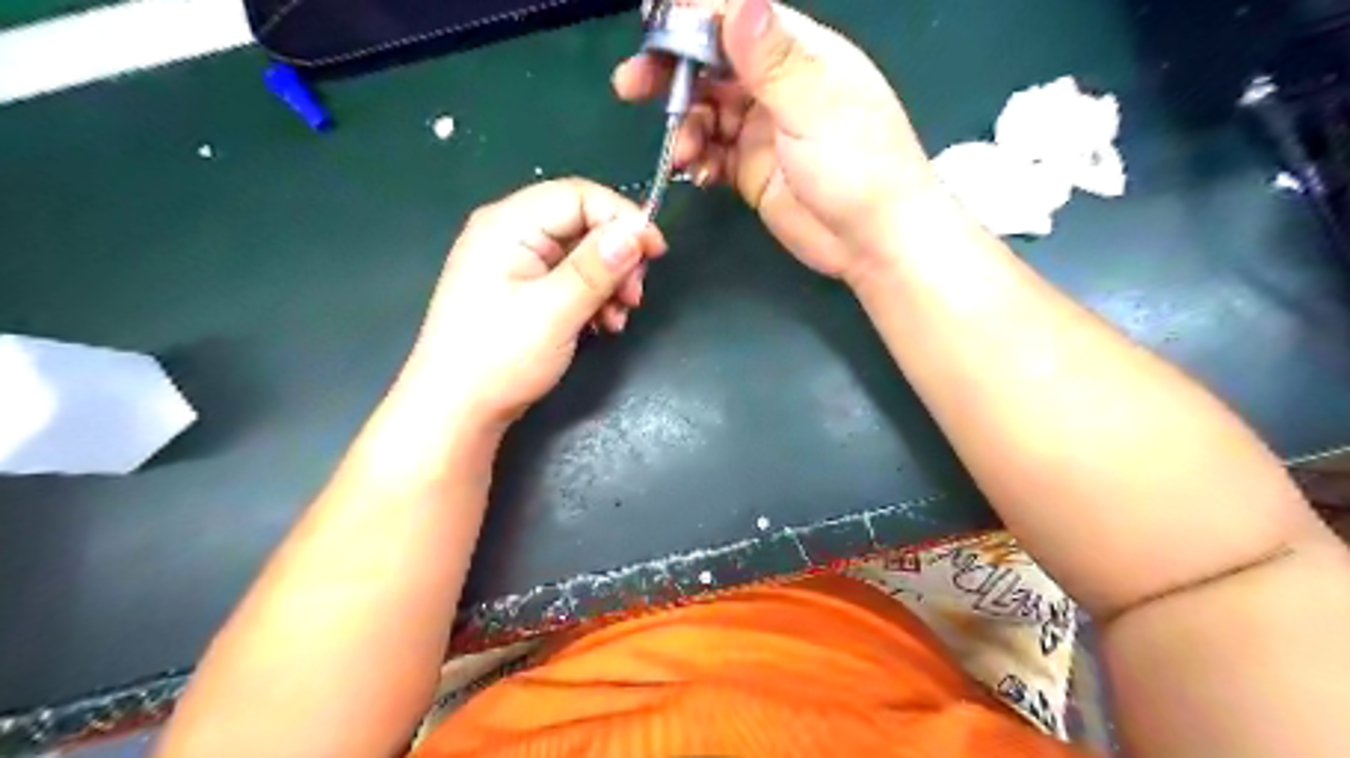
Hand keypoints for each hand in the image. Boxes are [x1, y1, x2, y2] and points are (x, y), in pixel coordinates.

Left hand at [404, 178, 670, 425]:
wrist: (456, 411)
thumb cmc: (499, 358)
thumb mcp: (554, 311)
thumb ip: (597, 268)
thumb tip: (637, 231)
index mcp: (508, 225)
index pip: (578, 196)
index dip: (622, 218)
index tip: (655, 253)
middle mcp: (510, 234)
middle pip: (582, 224)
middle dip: (617, 258)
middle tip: (634, 296)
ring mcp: (516, 264)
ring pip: (581, 255)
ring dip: (609, 283)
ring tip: (618, 319)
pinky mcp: (523, 291)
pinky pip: (570, 279)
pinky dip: (593, 298)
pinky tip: (603, 325)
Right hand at [615, 0, 936, 281]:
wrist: (873, 242)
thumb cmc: (858, 167)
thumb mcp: (816, 107)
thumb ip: (773, 60)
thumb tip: (738, 1)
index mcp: (798, 53)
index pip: (735, 17)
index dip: (692, 18)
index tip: (651, 31)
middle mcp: (775, 85)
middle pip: (711, 63)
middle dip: (671, 71)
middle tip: (631, 85)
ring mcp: (761, 130)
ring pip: (705, 110)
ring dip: (685, 125)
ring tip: (683, 152)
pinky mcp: (751, 170)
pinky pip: (712, 153)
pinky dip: (698, 159)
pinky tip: (699, 173)